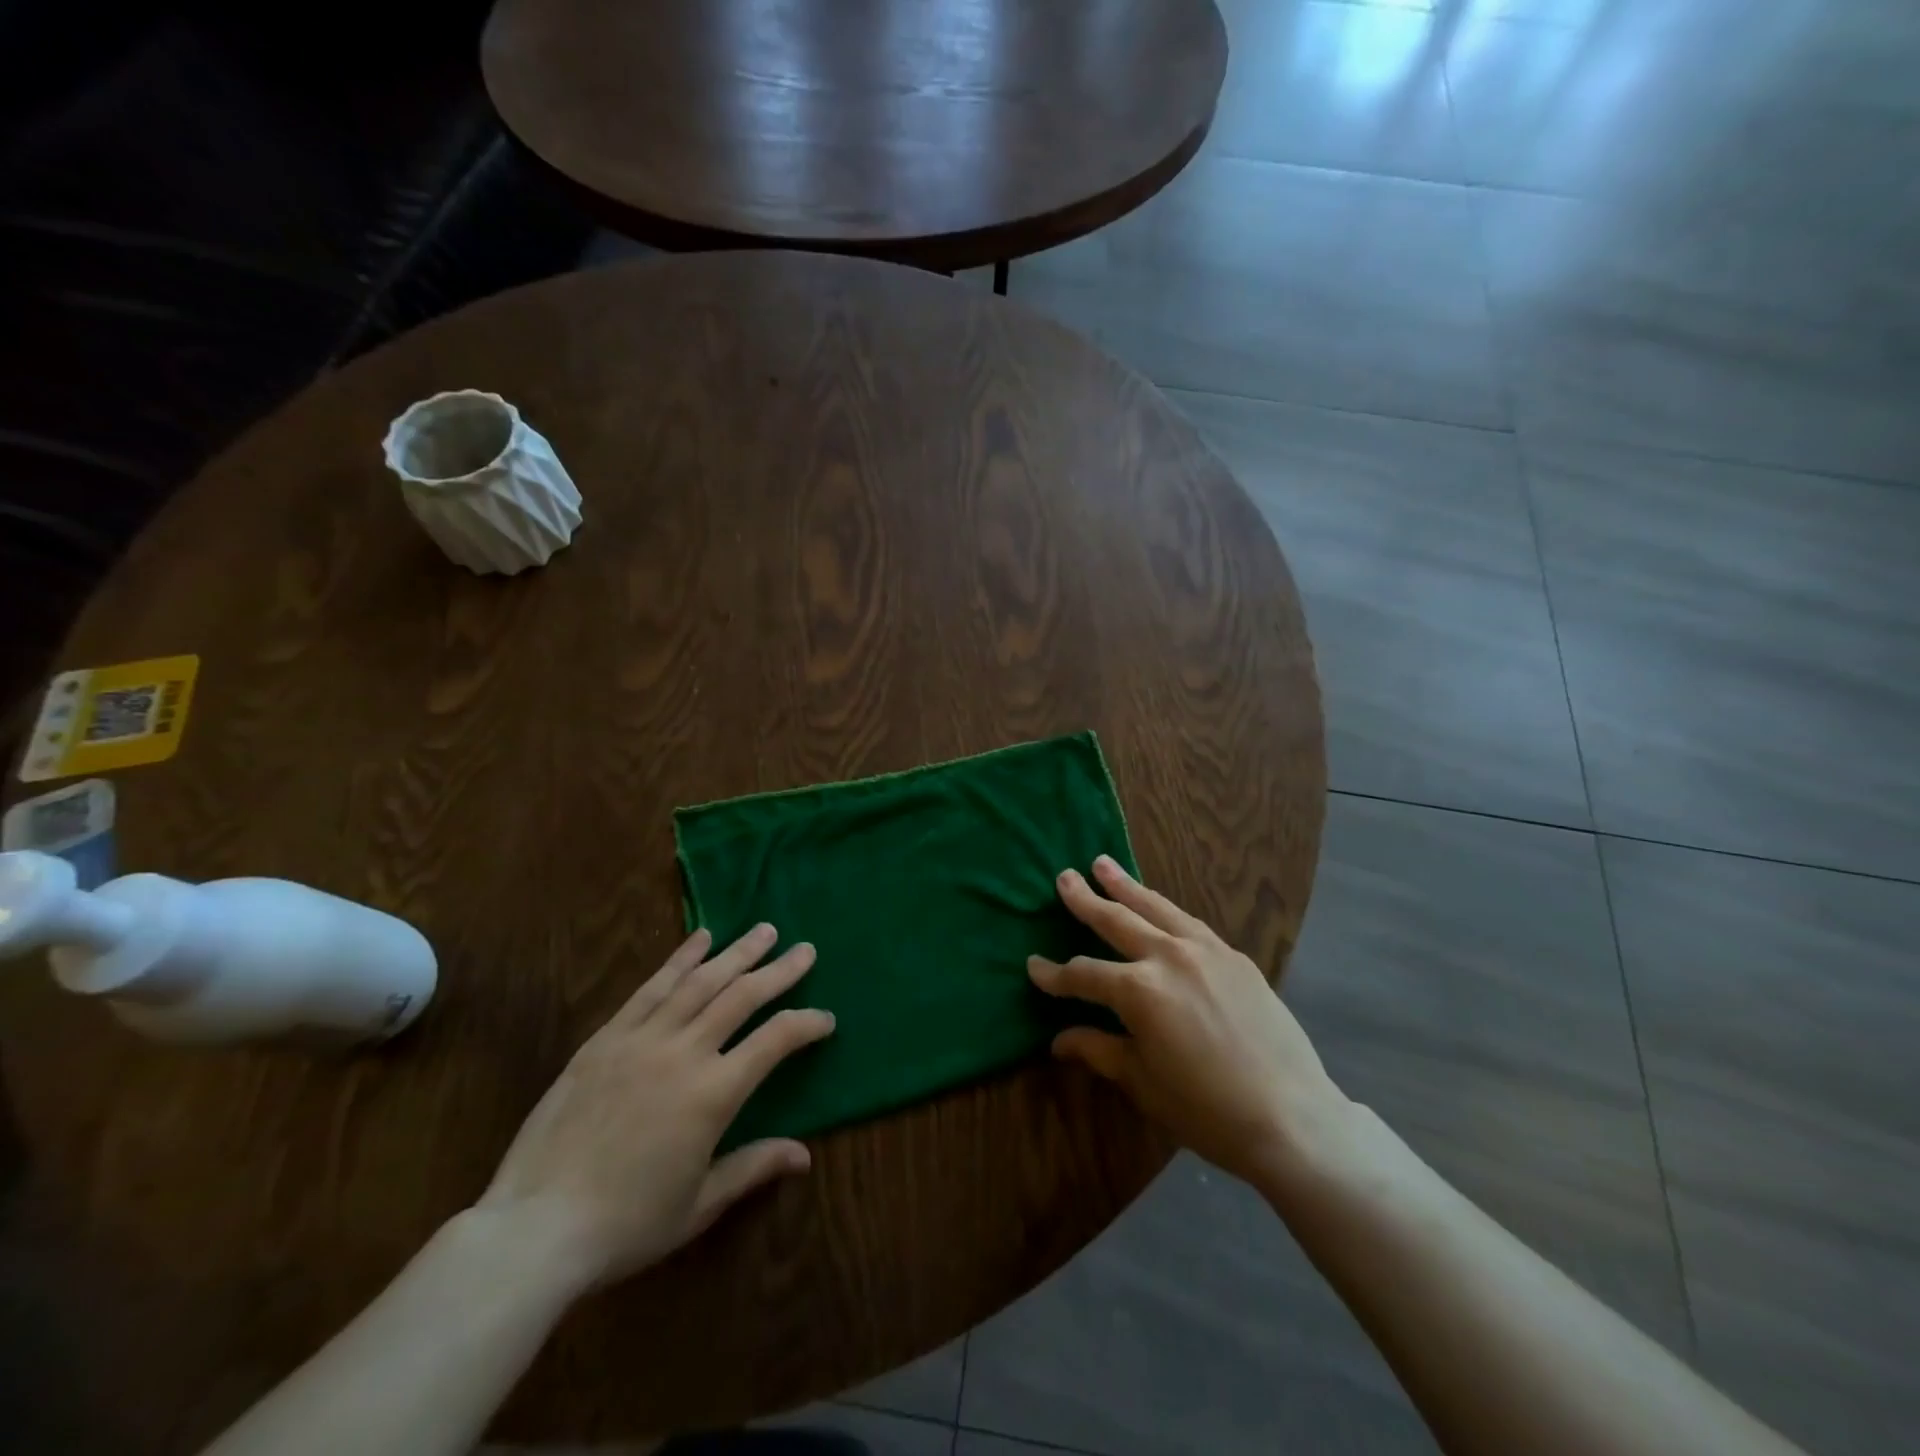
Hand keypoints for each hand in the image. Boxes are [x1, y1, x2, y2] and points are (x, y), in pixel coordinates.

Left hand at [477, 924, 833, 1287]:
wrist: (534, 1229)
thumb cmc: (625, 1225)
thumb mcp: (699, 1205)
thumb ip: (753, 1167)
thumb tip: (805, 1155)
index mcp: (713, 1094)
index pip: (775, 1041)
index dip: (806, 1024)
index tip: (826, 1019)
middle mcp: (683, 1053)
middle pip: (742, 997)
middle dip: (779, 971)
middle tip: (805, 950)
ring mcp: (641, 1039)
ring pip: (700, 982)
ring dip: (737, 953)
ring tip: (764, 930)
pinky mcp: (606, 1038)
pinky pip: (651, 988)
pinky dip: (680, 959)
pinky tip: (701, 939)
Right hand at [1028, 856, 1350, 1190]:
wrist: (1291, 1117)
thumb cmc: (1206, 1108)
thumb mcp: (1142, 1081)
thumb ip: (1098, 1049)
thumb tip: (1059, 1039)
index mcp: (1139, 990)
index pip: (1084, 974)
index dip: (1054, 974)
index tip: (1033, 966)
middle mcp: (1168, 957)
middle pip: (1116, 920)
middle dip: (1086, 900)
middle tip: (1065, 877)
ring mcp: (1206, 951)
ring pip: (1157, 907)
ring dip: (1127, 886)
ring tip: (1104, 864)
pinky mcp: (1235, 957)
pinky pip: (1190, 924)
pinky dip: (1166, 911)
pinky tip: (1159, 907)